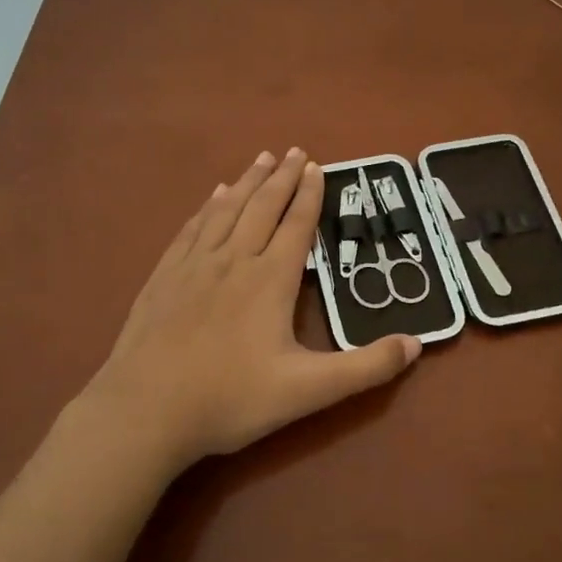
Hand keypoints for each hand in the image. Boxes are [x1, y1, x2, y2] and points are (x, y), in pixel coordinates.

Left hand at [82, 149, 420, 472]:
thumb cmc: (230, 400)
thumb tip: (417, 344)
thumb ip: (365, 368)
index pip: (296, 226)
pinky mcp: (163, 278)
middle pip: (262, 208)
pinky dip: (207, 208)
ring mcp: (193, 266)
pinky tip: (211, 197)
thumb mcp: (308, 391)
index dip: (309, 195)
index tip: (318, 166)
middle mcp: (233, 261)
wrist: (145, 411)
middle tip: (295, 150)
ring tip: (261, 158)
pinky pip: (192, 229)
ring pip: (226, 211)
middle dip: (282, 178)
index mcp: (269, 281)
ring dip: (247, 182)